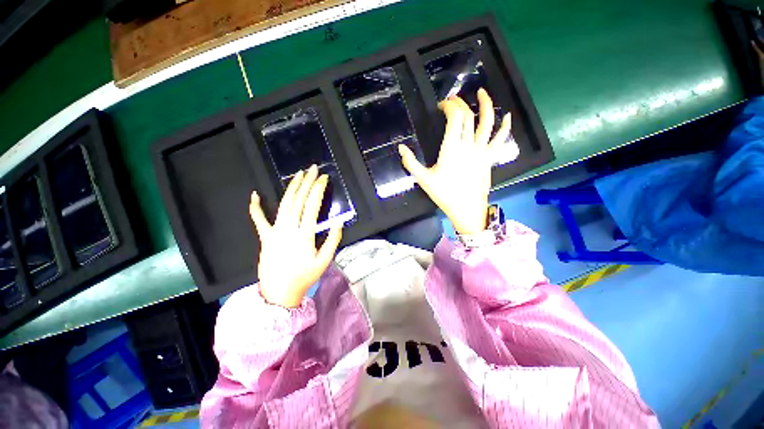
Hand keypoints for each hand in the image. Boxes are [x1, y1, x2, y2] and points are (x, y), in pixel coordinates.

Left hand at [249, 165, 342, 307]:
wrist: (279, 292)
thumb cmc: (304, 276)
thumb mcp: (324, 261)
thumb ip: (333, 240)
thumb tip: (340, 222)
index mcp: (304, 234)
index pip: (312, 206)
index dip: (318, 190)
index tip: (324, 179)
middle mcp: (288, 228)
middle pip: (298, 200)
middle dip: (307, 182)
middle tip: (313, 169)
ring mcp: (274, 231)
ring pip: (283, 204)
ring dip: (291, 188)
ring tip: (298, 175)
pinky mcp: (264, 236)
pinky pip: (258, 219)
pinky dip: (255, 207)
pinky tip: (255, 194)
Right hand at [399, 89, 515, 234]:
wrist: (466, 208)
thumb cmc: (444, 194)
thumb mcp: (423, 179)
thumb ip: (411, 163)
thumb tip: (400, 148)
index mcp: (451, 148)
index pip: (454, 117)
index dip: (449, 107)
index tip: (441, 106)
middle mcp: (468, 144)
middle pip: (468, 116)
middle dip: (460, 104)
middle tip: (452, 100)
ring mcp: (482, 150)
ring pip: (487, 122)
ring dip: (486, 104)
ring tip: (481, 92)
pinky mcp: (490, 158)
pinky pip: (500, 140)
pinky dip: (505, 127)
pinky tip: (507, 116)